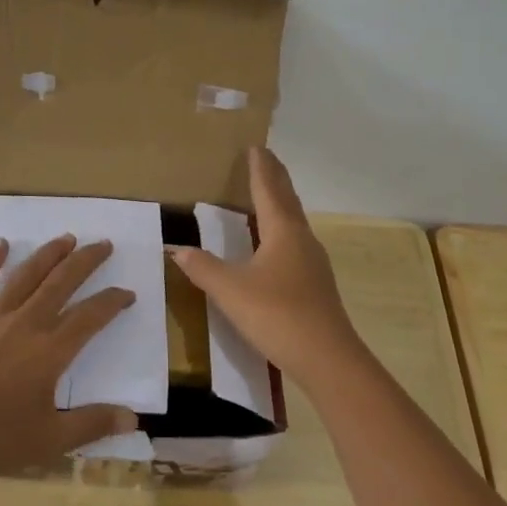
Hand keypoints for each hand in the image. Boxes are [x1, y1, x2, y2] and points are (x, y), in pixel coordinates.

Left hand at [0, 235, 138, 489]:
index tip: (127, 293)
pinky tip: (1, 244)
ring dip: (48, 254)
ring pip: (25, 275)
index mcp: (49, 352)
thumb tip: (133, 418)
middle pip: (61, 282)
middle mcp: (24, 324)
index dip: (112, 302)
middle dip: (86, 261)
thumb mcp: (49, 441)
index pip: (90, 317)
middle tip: (103, 244)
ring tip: (66, 238)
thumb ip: (92, 423)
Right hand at [168, 147, 364, 389]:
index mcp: (283, 231)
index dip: (260, 168)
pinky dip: (283, 228)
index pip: (268, 190)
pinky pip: (296, 242)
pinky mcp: (316, 283)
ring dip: (281, 202)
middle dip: (275, 178)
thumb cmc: (278, 315)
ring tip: (267, 194)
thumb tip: (178, 249)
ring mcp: (313, 262)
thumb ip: (203, 268)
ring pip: (294, 221)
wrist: (328, 358)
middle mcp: (302, 239)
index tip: (255, 147)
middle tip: (265, 158)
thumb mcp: (231, 291)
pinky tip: (276, 244)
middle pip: (287, 200)